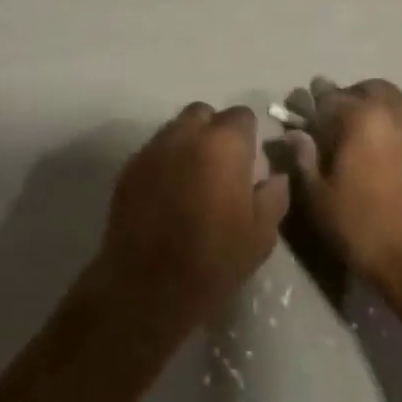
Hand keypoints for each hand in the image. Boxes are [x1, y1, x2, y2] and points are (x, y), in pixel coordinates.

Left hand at [89, 103, 289, 343]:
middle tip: (221, 166)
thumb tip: (273, 175)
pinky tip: (167, 194)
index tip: (249, 162)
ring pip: (174, 129)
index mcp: (224, 144)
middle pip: (203, 114)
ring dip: (187, 144)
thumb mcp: (262, 233)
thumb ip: (274, 194)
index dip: (248, 136)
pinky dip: (164, 163)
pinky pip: (153, 152)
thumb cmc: (214, 260)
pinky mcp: (127, 170)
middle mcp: (185, 135)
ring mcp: (151, 150)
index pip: (242, 115)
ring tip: (193, 180)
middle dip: (214, 131)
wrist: (148, 287)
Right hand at [278, 76, 401, 295]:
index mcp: (362, 116)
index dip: (312, 106)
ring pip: (394, 103)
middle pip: (367, 89)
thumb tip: (296, 135)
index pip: (329, 96)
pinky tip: (388, 158)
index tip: (303, 118)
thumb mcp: (319, 198)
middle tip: (334, 126)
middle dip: (348, 100)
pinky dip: (396, 130)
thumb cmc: (365, 228)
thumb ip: (304, 159)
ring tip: (362, 142)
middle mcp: (396, 111)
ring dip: (375, 112)